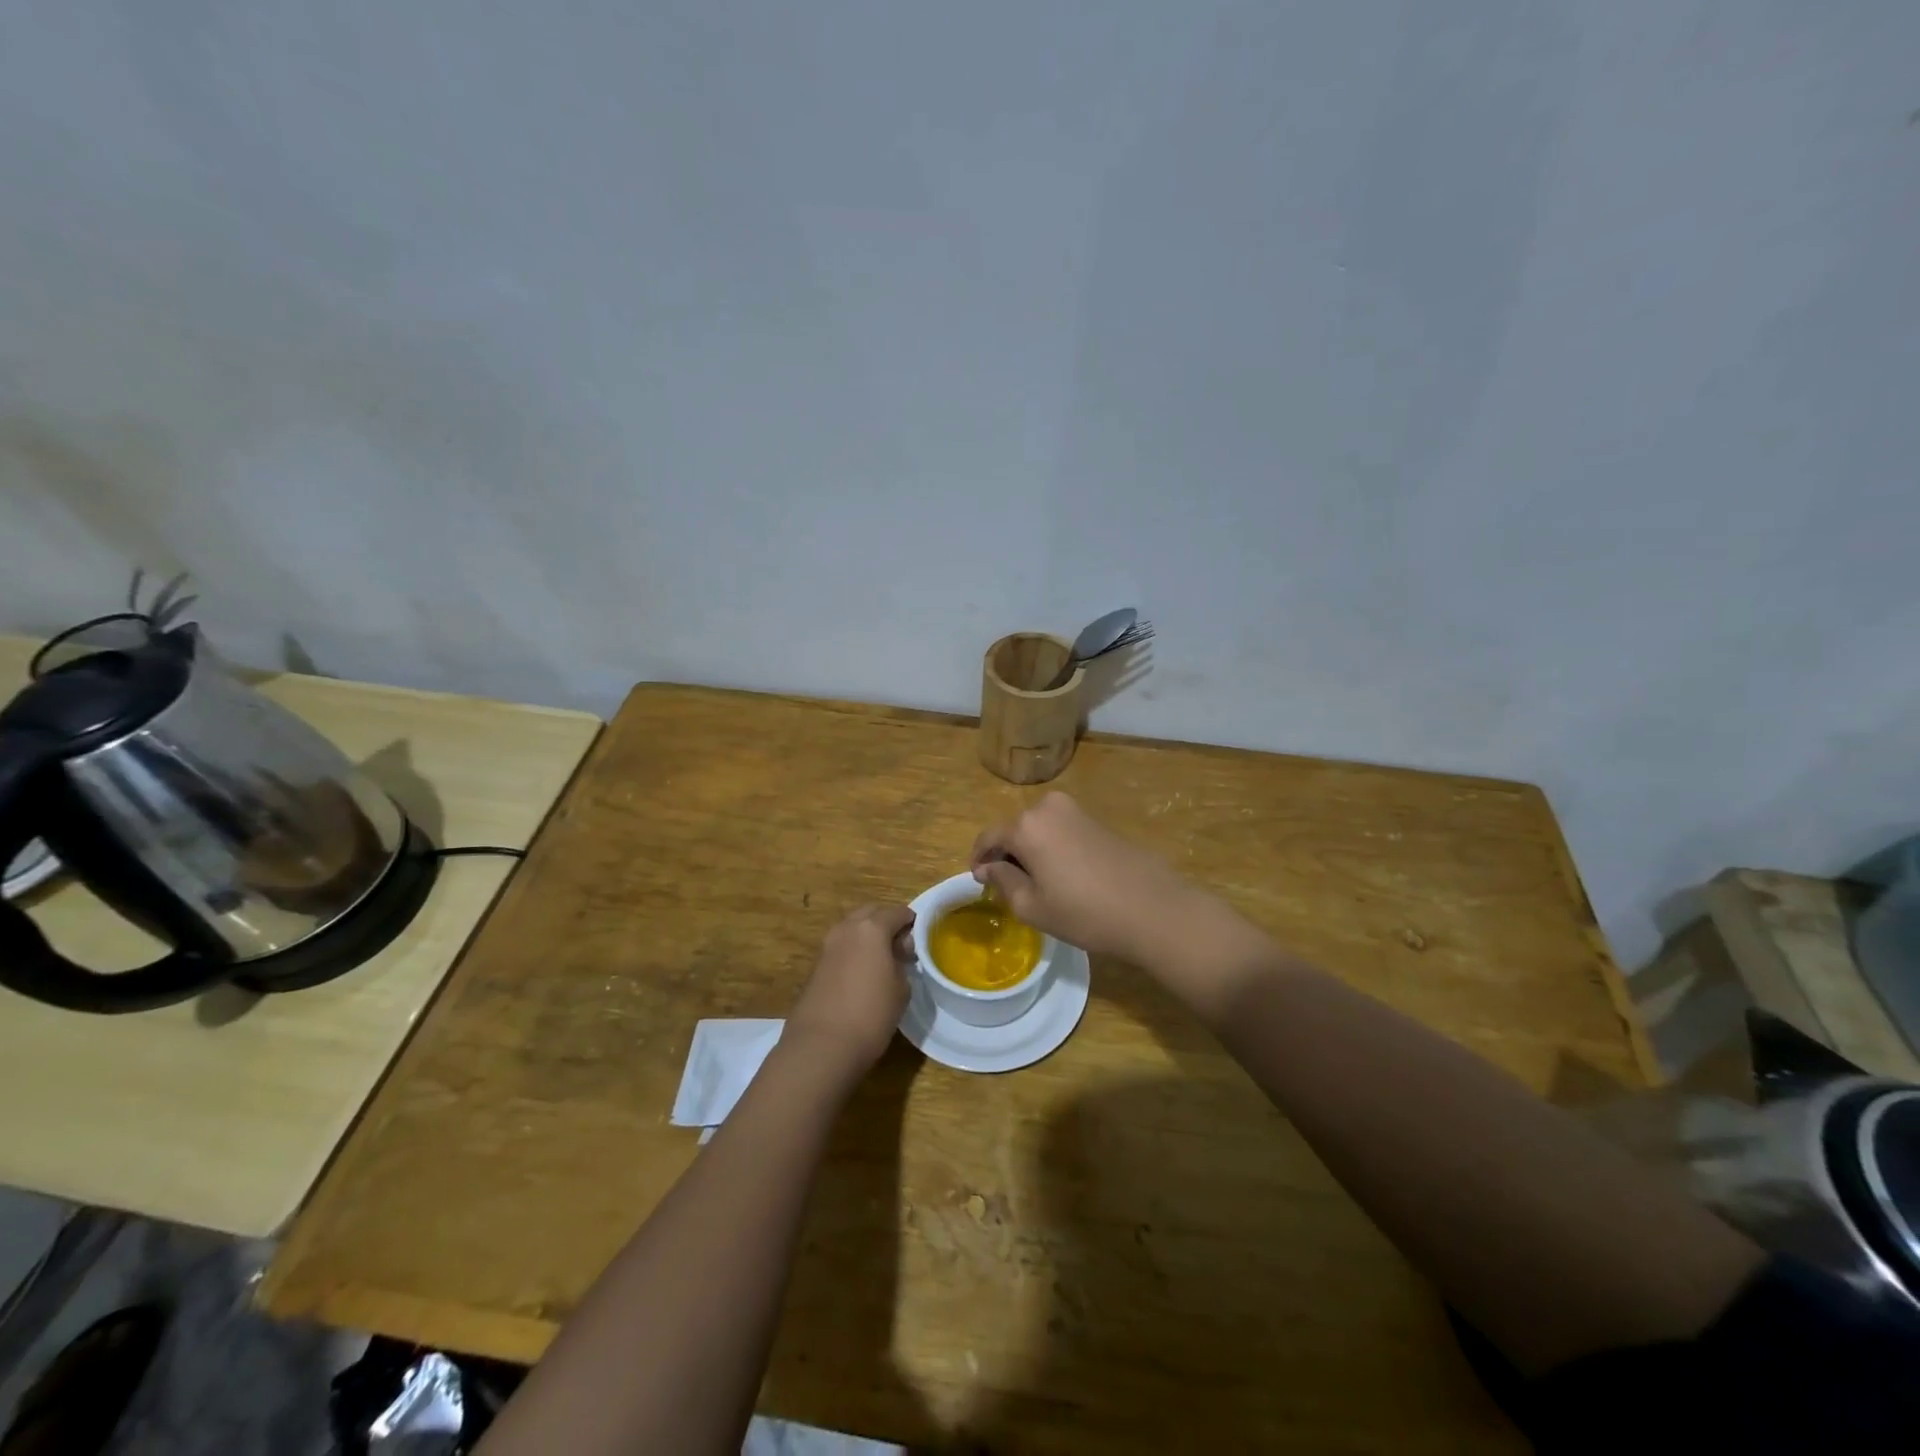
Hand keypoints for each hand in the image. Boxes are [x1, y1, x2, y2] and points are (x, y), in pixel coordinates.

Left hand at [784, 904, 913, 1071]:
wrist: (821, 1045)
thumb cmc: (871, 1014)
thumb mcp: (901, 988)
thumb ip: (902, 961)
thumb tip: (897, 951)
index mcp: (872, 927)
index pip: (898, 912)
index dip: (912, 922)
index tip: (920, 939)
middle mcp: (847, 928)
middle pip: (871, 913)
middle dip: (887, 922)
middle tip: (901, 945)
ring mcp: (828, 945)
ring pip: (853, 928)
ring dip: (868, 936)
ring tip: (882, 960)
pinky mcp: (816, 964)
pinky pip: (842, 946)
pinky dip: (854, 950)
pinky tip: (863, 972)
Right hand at [969, 792, 1197, 963]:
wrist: (1154, 909)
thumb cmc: (1085, 913)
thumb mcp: (1033, 906)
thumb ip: (1003, 880)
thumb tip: (989, 867)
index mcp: (1026, 826)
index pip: (989, 837)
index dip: (979, 859)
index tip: (978, 880)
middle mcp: (1048, 807)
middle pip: (1015, 829)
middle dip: (1007, 854)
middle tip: (1007, 885)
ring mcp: (1077, 811)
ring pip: (1039, 829)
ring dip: (1031, 850)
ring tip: (1036, 883)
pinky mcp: (1098, 820)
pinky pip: (1061, 830)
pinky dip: (1053, 847)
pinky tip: (1063, 875)